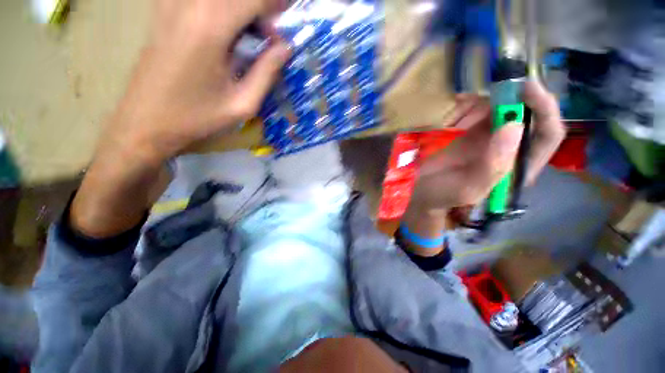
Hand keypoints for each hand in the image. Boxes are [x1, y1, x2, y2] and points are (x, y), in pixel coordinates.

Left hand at [110, 0, 290, 162]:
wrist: (145, 122)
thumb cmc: (197, 117)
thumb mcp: (243, 104)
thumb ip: (267, 72)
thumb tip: (285, 47)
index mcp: (211, 27)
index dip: (275, 3)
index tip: (287, 16)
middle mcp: (189, 5)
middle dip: (259, 7)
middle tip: (269, 35)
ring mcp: (171, 4)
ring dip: (240, 9)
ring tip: (251, 35)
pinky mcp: (162, 11)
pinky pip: (200, 2)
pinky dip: (220, 10)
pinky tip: (226, 32)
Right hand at [402, 81, 564, 252]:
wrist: (420, 189)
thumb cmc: (443, 193)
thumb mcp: (468, 188)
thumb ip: (493, 165)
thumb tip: (514, 126)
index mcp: (518, 167)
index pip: (547, 136)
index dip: (545, 110)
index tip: (526, 87)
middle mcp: (511, 150)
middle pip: (531, 115)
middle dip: (518, 96)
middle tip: (499, 82)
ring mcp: (492, 139)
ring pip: (506, 109)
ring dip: (493, 99)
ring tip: (471, 100)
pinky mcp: (474, 133)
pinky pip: (483, 111)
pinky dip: (474, 104)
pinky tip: (459, 107)